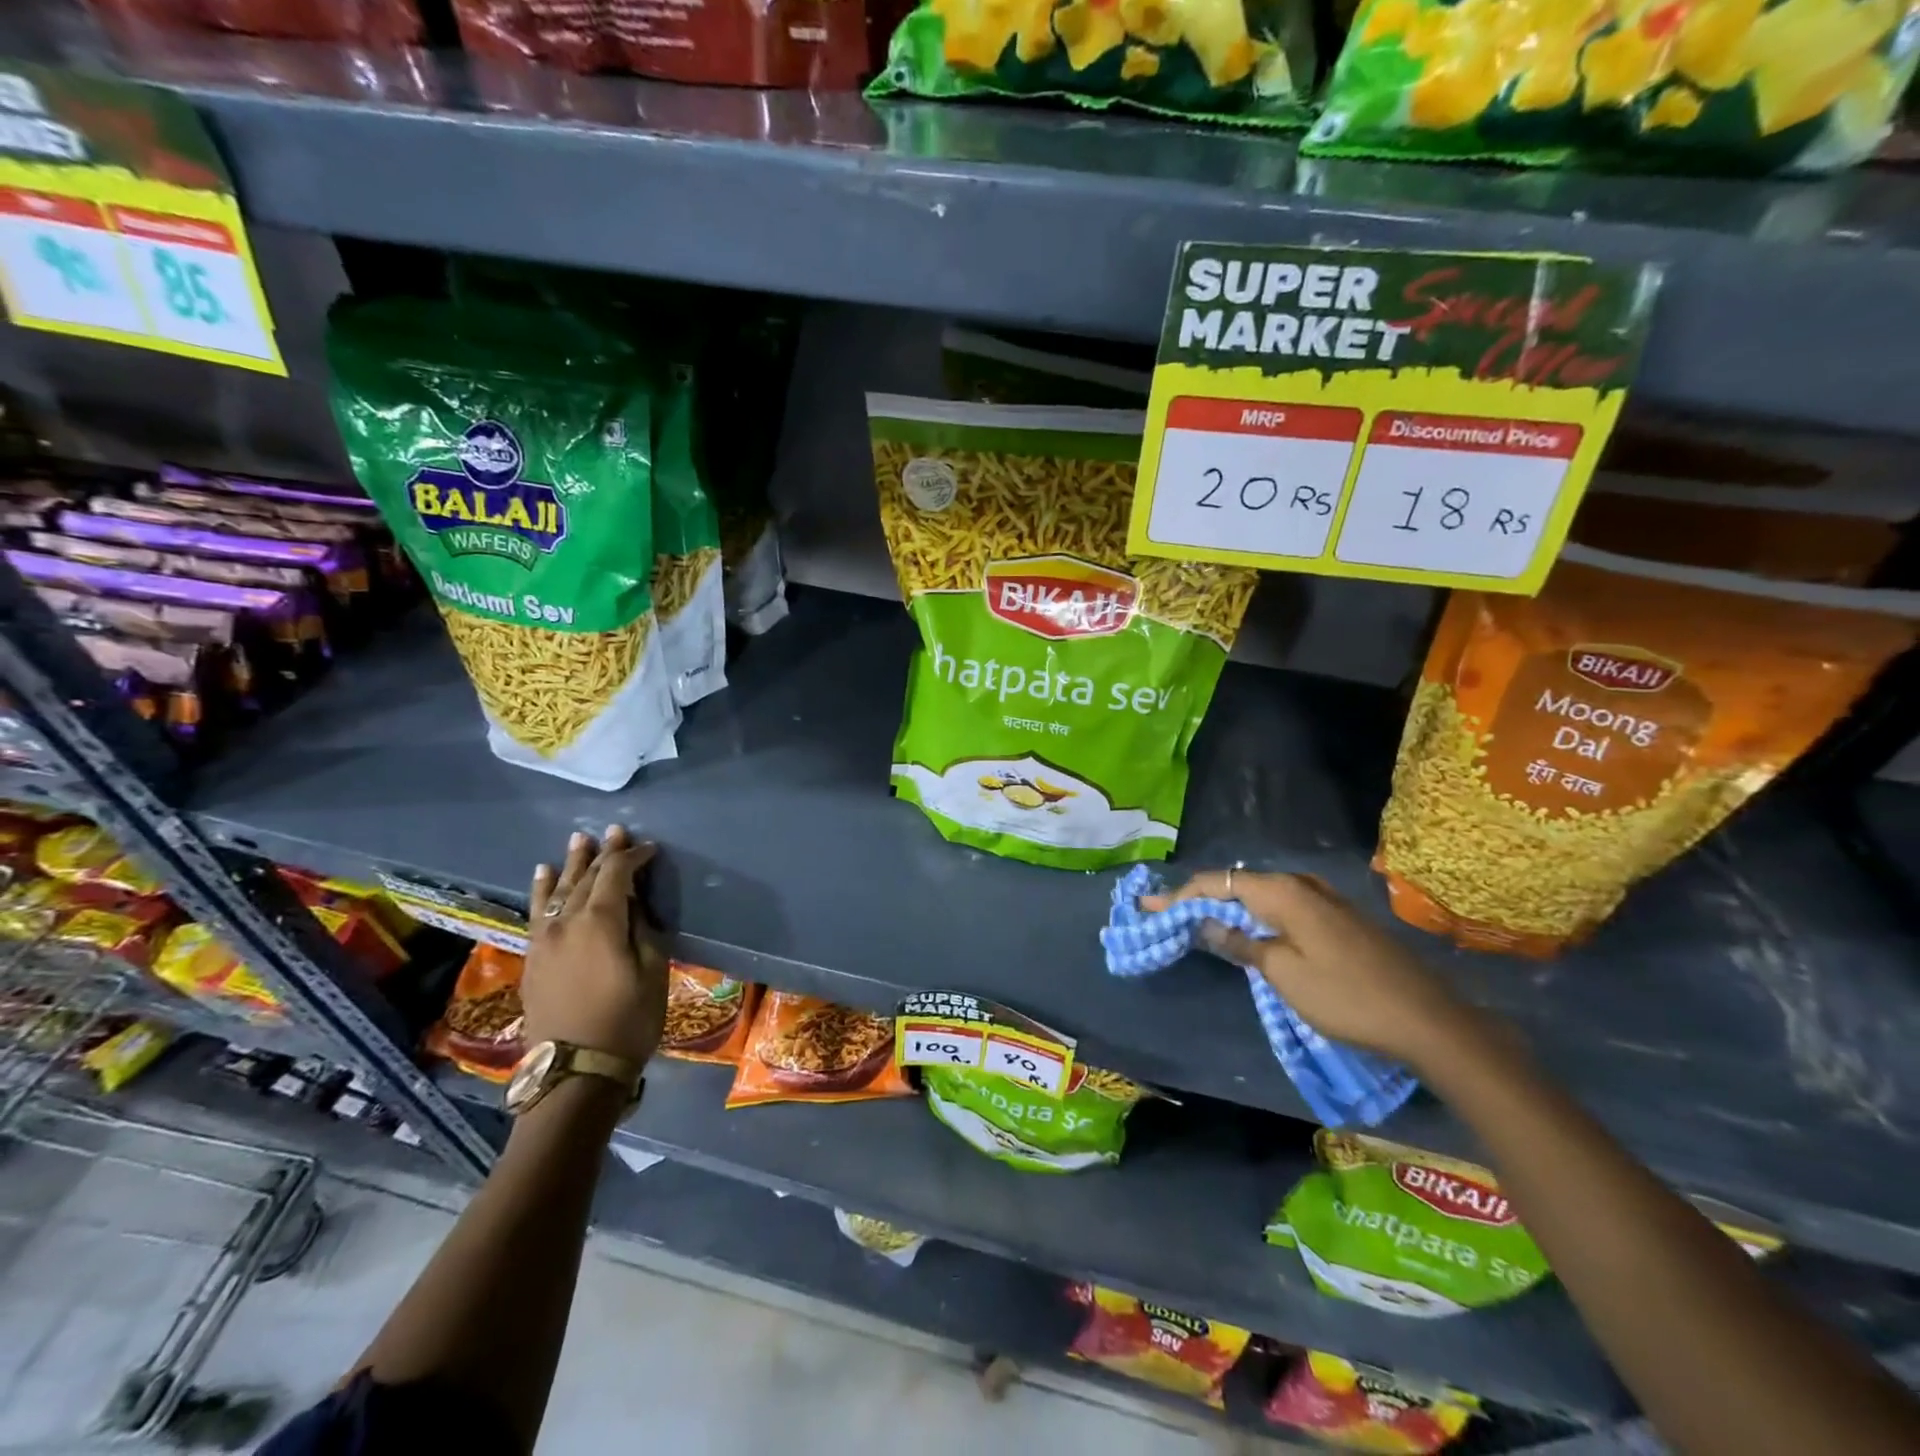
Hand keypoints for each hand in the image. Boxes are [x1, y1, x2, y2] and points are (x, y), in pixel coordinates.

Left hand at [521, 825, 667, 1067]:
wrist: (576, 1070)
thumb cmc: (628, 1020)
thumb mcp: (652, 971)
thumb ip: (642, 930)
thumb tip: (631, 906)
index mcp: (600, 923)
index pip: (616, 875)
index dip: (633, 857)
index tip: (650, 848)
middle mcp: (567, 924)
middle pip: (585, 879)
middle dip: (602, 854)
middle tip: (614, 832)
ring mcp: (545, 941)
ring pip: (557, 891)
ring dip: (570, 865)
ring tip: (578, 841)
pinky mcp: (533, 959)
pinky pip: (537, 913)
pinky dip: (541, 891)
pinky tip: (542, 875)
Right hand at [1143, 870, 1470, 1064]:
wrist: (1427, 1020)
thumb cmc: (1346, 996)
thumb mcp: (1283, 973)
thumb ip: (1241, 942)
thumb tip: (1207, 922)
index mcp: (1284, 892)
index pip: (1218, 883)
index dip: (1180, 895)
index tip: (1148, 906)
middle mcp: (1302, 885)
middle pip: (1238, 883)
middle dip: (1200, 897)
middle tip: (1165, 913)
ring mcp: (1323, 900)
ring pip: (1260, 894)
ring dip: (1227, 905)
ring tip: (1195, 919)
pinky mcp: (1337, 919)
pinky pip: (1281, 906)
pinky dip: (1254, 914)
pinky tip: (1244, 928)